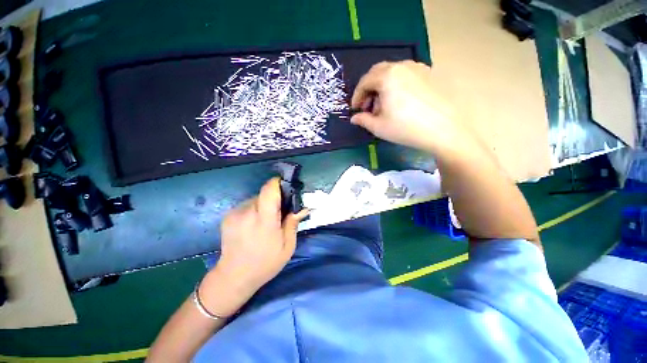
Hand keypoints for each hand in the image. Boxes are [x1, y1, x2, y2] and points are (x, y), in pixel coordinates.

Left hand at [198, 178, 308, 316]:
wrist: (233, 277)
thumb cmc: (265, 263)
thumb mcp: (287, 247)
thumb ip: (293, 223)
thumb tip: (302, 207)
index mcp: (264, 221)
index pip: (269, 191)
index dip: (278, 183)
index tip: (287, 186)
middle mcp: (247, 213)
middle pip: (264, 193)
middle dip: (274, 198)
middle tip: (280, 211)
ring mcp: (235, 213)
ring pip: (255, 198)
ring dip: (264, 205)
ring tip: (266, 220)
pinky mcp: (228, 216)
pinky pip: (247, 205)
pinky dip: (254, 209)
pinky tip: (254, 224)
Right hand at [351, 60, 470, 153]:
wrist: (444, 130)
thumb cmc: (406, 128)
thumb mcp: (379, 127)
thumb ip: (363, 120)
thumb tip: (354, 118)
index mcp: (387, 76)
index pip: (365, 81)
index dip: (357, 96)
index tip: (355, 109)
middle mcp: (402, 66)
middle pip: (378, 72)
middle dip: (369, 89)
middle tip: (368, 106)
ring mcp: (419, 68)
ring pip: (393, 73)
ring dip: (383, 87)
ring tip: (384, 106)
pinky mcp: (431, 74)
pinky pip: (407, 75)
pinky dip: (397, 85)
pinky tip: (400, 101)